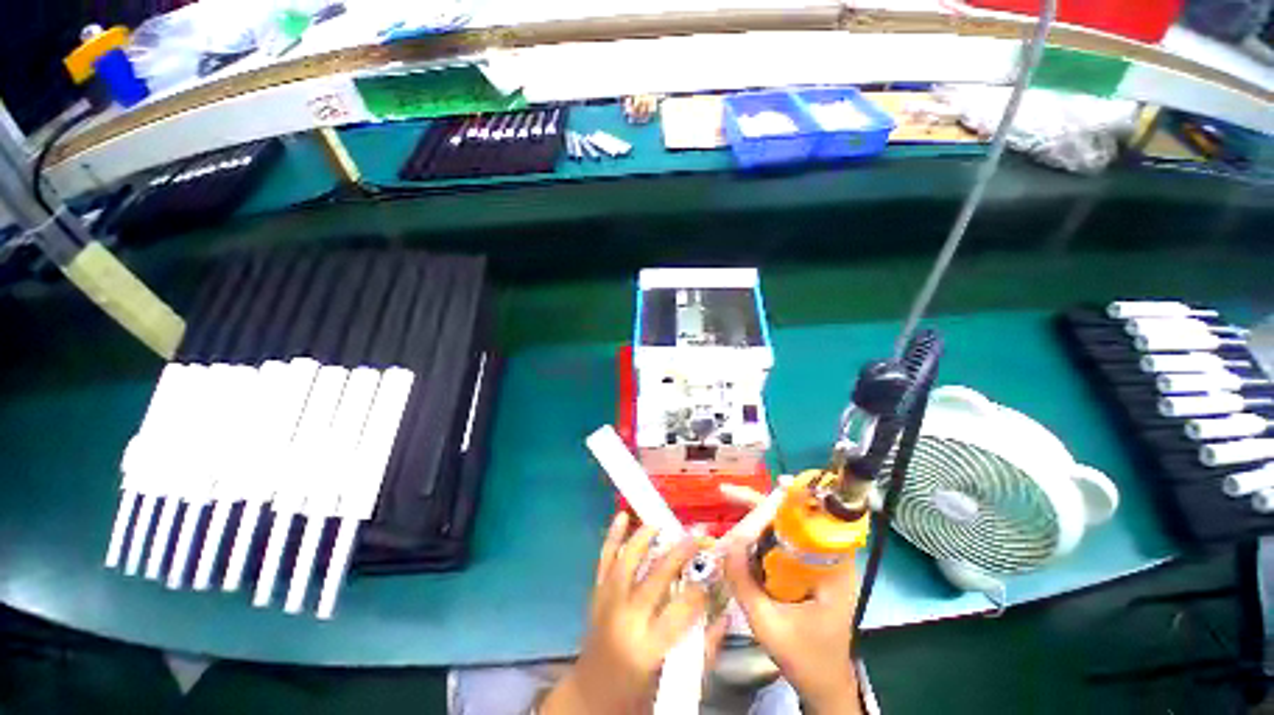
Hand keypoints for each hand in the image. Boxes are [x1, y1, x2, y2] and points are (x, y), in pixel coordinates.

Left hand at [542, 513, 709, 714]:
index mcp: (648, 647)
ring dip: (645, 537)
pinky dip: (612, 536)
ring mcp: (608, 601)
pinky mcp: (597, 593)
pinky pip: (604, 560)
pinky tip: (622, 516)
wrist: (590, 696)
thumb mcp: (675, 681)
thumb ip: (703, 651)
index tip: (714, 576)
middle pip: (657, 576)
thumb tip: (723, 614)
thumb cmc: (636, 693)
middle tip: (699, 537)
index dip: (701, 589)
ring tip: (663, 524)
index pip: (681, 609)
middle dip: (681, 553)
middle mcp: (626, 618)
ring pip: (627, 560)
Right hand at [721, 510, 861, 713]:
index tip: (775, 484)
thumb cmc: (804, 659)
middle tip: (729, 494)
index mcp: (834, 571)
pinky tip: (742, 533)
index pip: (816, 522)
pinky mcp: (809, 572)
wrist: (824, 685)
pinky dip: (762, 534)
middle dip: (763, 503)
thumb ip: (744, 584)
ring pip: (789, 529)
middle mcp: (830, 561)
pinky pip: (785, 543)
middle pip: (797, 518)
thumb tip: (724, 543)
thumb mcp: (768, 624)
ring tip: (730, 504)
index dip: (795, 500)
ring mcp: (819, 566)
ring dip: (760, 516)